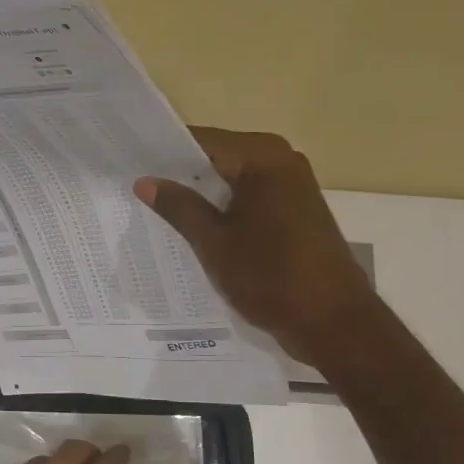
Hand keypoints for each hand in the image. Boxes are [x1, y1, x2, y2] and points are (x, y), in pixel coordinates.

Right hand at [135, 126, 375, 362]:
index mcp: (262, 157)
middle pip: (218, 158)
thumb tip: (145, 181)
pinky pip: (250, 199)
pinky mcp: (297, 212)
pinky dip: (224, 210)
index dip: (164, 151)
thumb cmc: (270, 276)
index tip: (129, 160)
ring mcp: (293, 187)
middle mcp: (282, 161)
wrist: (333, 322)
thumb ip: (179, 207)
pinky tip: (195, 228)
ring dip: (201, 195)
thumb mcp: (213, 242)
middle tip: (135, 187)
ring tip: (156, 208)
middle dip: (180, 174)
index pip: (201, 140)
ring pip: (233, 181)